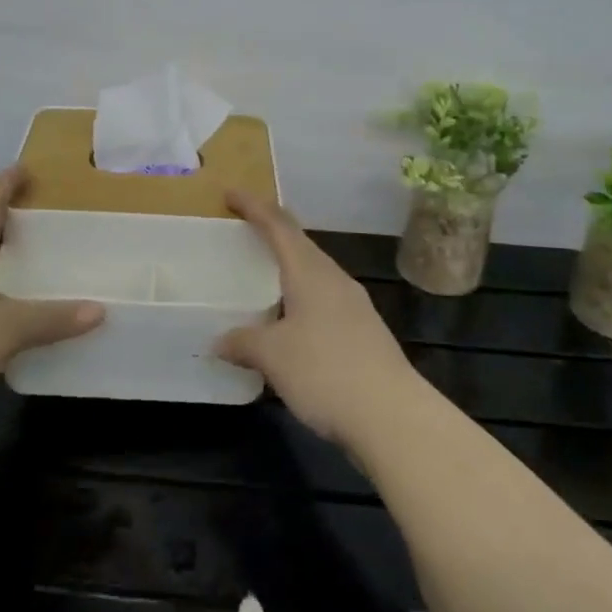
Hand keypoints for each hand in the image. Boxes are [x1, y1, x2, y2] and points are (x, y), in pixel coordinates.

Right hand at [215, 190, 418, 447]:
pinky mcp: (364, 333)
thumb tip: (219, 341)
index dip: (254, 207)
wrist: (393, 417)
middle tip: (245, 231)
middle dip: (273, 232)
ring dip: (289, 267)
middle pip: (300, 244)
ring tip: (264, 276)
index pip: (279, 226)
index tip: (230, 194)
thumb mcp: (273, 356)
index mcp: (311, 273)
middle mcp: (335, 280)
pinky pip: (324, 300)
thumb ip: (243, 342)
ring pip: (315, 273)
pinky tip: (291, 323)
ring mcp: (354, 306)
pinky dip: (301, 299)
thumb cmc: (326, 372)